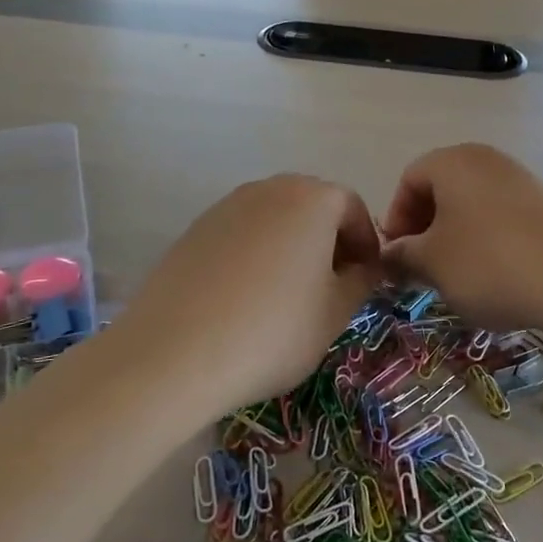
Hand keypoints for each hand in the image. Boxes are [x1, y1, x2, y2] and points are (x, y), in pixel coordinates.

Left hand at [106, 174, 381, 418]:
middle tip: (332, 286)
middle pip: (312, 206)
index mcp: (312, 199)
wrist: (175, 352)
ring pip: (274, 219)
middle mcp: (269, 189)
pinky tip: (247, 298)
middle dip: (329, 241)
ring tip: (289, 295)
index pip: (352, 208)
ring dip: (291, 247)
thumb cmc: (273, 330)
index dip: (367, 243)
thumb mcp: (335, 313)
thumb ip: (361, 281)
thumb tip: (362, 269)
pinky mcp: (194, 230)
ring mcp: (226, 206)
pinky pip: (241, 234)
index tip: (366, 279)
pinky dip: (255, 256)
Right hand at [381, 144, 542, 333]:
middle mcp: (486, 159)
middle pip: (441, 187)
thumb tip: (390, 253)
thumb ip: (403, 254)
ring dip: (454, 234)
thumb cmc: (486, 263)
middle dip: (424, 226)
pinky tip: (491, 272)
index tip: (398, 254)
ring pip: (471, 202)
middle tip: (421, 265)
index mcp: (452, 162)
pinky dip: (485, 237)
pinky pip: (500, 214)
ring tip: (454, 273)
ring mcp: (520, 178)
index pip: (409, 179)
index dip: (396, 217)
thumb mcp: (432, 263)